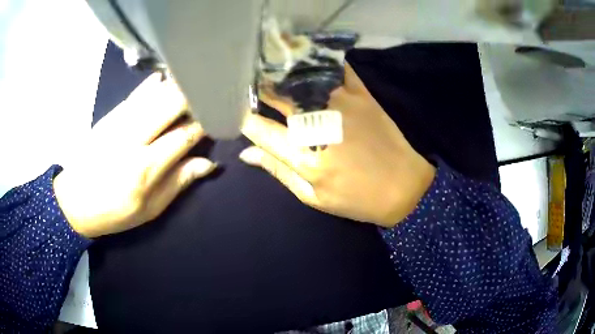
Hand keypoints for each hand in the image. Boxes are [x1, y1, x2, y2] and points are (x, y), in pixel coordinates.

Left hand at [53, 74, 215, 237]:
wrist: (74, 201)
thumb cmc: (114, 211)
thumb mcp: (150, 209)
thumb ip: (178, 183)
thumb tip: (208, 163)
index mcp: (146, 168)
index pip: (184, 136)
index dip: (205, 124)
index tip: (219, 117)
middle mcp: (133, 139)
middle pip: (170, 105)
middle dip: (194, 97)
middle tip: (209, 95)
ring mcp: (119, 123)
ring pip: (154, 94)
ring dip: (177, 86)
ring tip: (193, 82)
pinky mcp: (109, 116)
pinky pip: (135, 94)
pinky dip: (152, 84)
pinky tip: (164, 78)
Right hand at [240, 63, 434, 227]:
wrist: (404, 187)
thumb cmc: (357, 198)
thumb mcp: (313, 196)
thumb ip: (278, 170)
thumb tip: (246, 152)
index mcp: (303, 156)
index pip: (258, 127)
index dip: (243, 117)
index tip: (237, 111)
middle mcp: (318, 123)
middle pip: (275, 95)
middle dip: (257, 89)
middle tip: (250, 84)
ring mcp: (341, 103)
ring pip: (299, 77)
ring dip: (280, 71)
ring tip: (270, 68)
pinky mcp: (361, 93)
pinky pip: (334, 67)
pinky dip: (317, 61)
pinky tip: (305, 59)